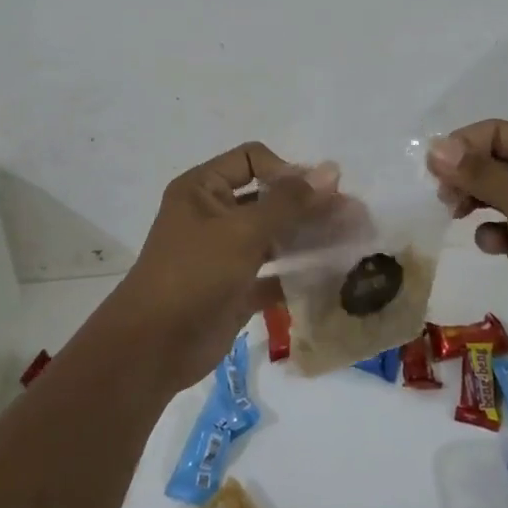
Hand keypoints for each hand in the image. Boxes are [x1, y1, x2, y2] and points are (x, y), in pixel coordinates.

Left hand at [101, 142, 329, 393]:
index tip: (319, 194)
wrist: (154, 347)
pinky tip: (331, 277)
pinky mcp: (234, 290)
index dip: (286, 171)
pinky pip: (272, 274)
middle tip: (354, 216)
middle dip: (309, 206)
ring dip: (308, 239)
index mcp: (202, 188)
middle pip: (268, 199)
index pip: (252, 160)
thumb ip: (289, 202)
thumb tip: (331, 171)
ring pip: (273, 237)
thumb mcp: (242, 231)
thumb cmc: (194, 274)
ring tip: (350, 242)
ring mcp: (223, 254)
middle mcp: (212, 215)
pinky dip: (297, 274)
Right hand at [427, 120, 507, 345]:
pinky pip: (499, 226)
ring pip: (490, 194)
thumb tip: (434, 148)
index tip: (436, 170)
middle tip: (445, 197)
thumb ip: (481, 174)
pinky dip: (488, 232)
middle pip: (489, 162)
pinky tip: (494, 246)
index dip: (462, 146)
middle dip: (463, 175)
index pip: (495, 133)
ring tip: (456, 214)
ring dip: (470, 200)